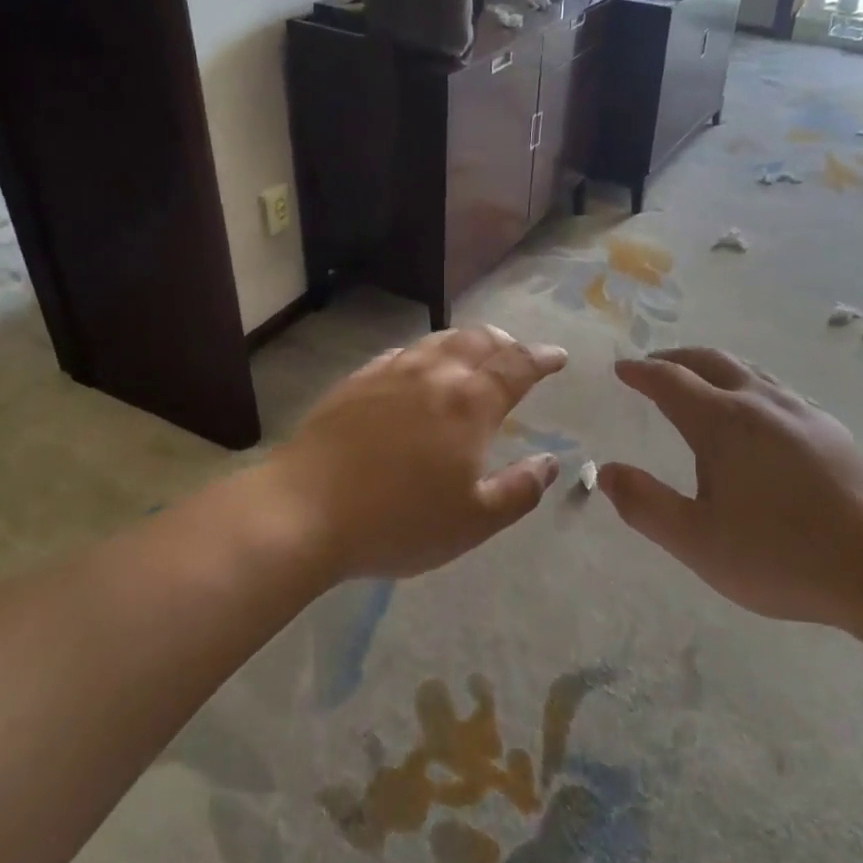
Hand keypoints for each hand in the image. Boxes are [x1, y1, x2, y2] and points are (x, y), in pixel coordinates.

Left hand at [260, 327, 567, 581]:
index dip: (542, 357)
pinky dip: (424, 353)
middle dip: (506, 342)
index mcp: (471, 404)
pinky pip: (401, 353)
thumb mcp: (473, 521)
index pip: (518, 365)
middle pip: (479, 340)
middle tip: (517, 353)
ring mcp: (391, 373)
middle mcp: (435, 375)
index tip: (558, 356)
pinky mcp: (356, 382)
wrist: (304, 510)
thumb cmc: (398, 521)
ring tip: (474, 352)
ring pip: (439, 341)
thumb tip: (550, 461)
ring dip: (466, 341)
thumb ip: (520, 489)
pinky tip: (417, 367)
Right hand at [601, 349, 862, 626]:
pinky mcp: (830, 429)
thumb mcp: (698, 542)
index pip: (670, 381)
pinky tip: (756, 414)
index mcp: (722, 422)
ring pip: (747, 370)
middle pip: (710, 361)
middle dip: (675, 358)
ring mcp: (800, 411)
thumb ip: (647, 505)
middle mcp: (759, 402)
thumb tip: (606, 471)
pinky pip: (775, 389)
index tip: (622, 368)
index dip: (641, 372)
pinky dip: (747, 385)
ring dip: (713, 367)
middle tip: (654, 365)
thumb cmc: (782, 555)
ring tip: (699, 381)